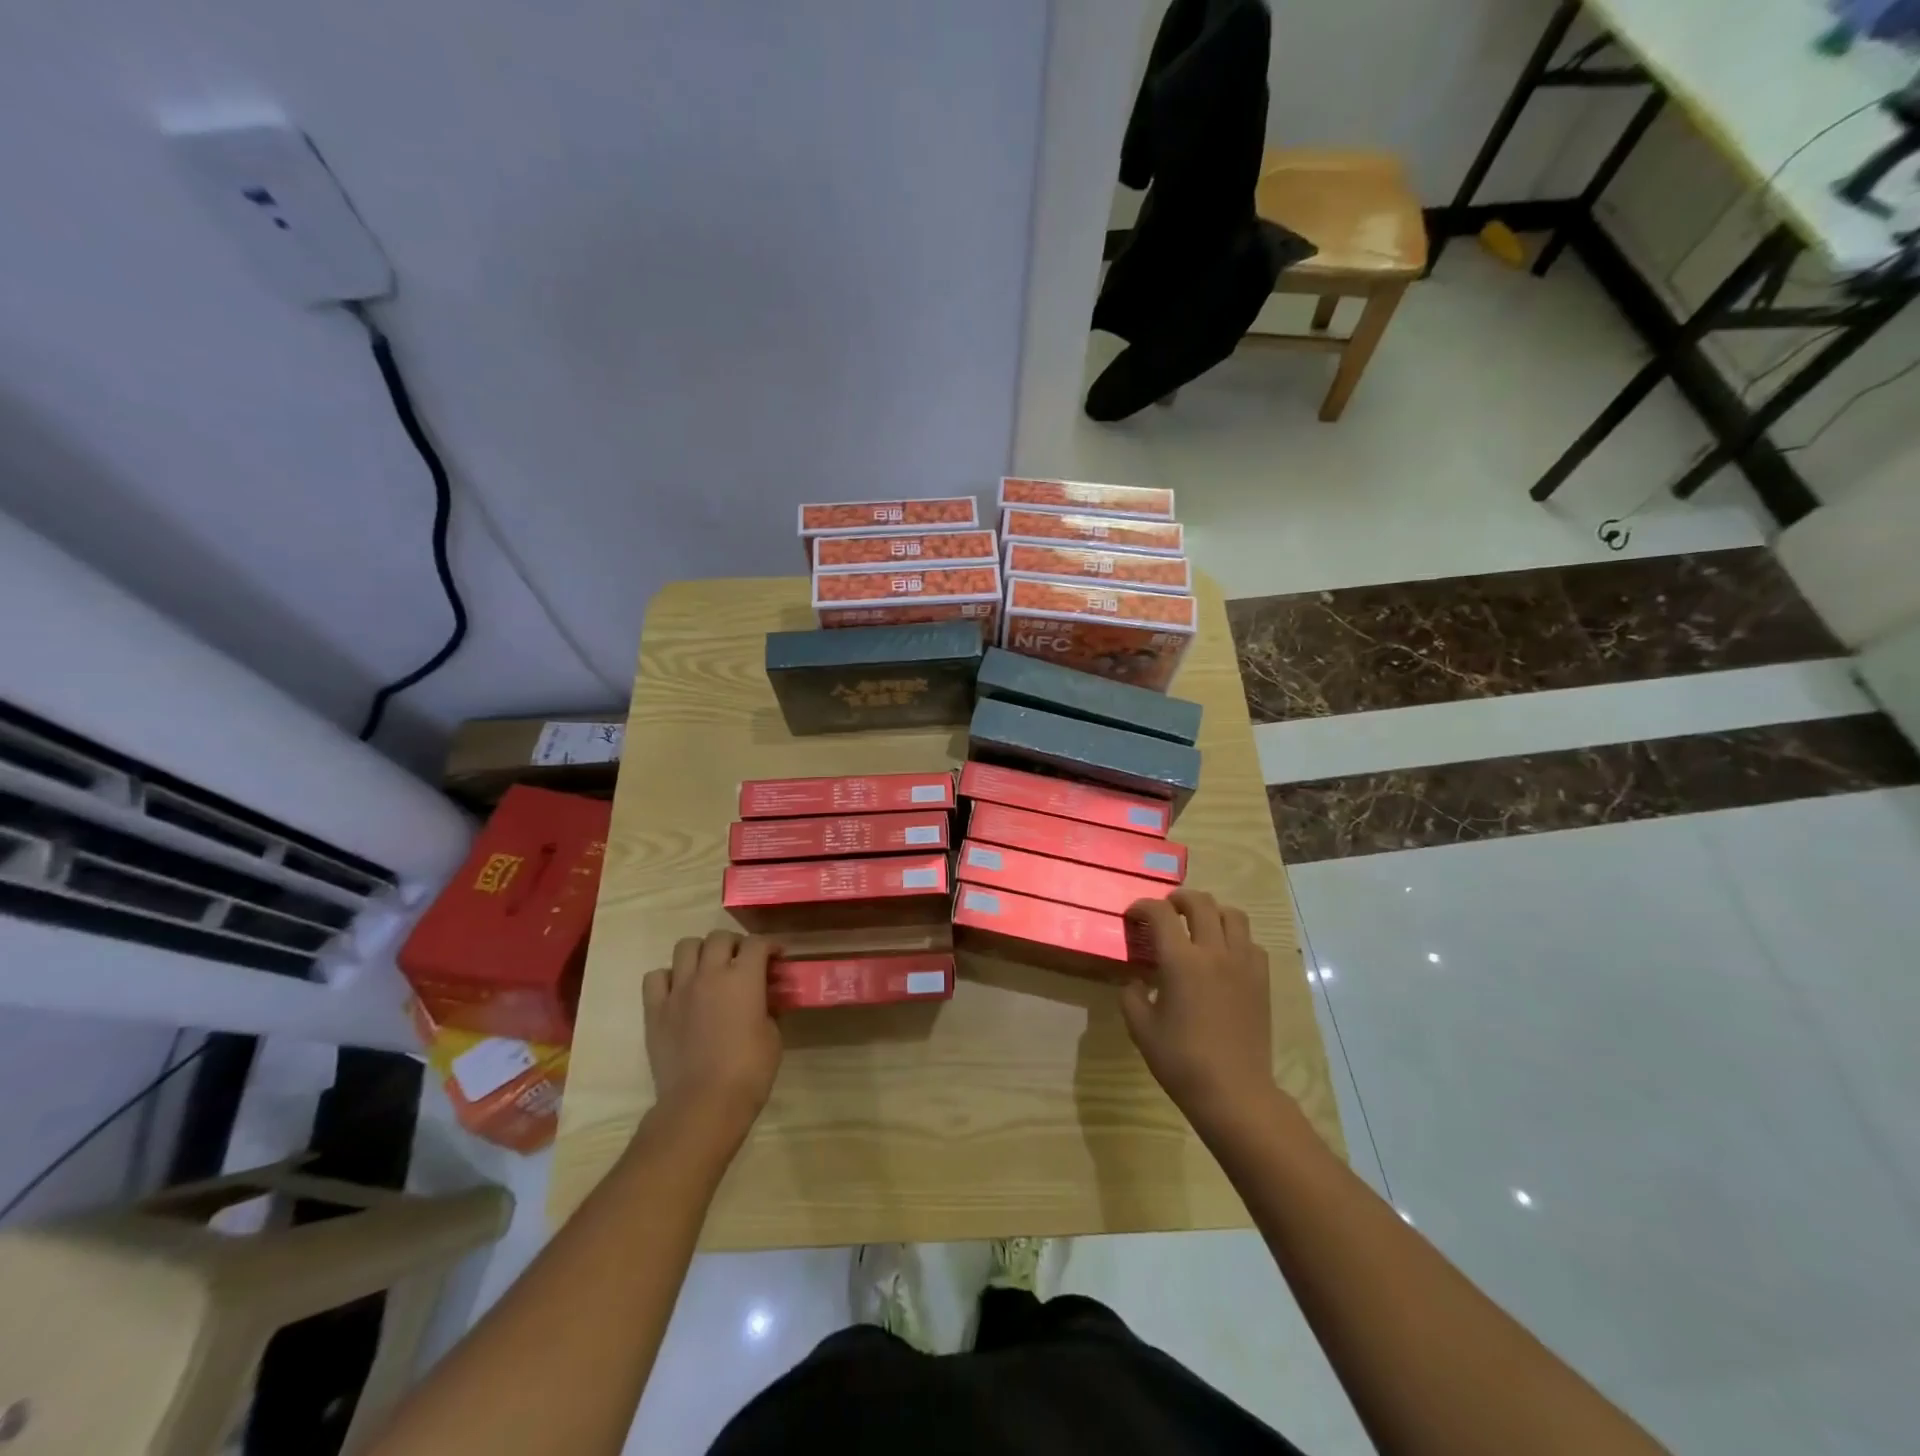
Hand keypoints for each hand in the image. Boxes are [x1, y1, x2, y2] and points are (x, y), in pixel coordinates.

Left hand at [643, 931, 781, 1145]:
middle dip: (734, 944)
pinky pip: (656, 977)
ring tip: (708, 969)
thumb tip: (763, 1000)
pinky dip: (668, 977)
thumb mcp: (773, 1036)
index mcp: (744, 977)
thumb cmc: (749, 1071)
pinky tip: (678, 991)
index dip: (769, 947)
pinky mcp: (655, 1010)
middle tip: (741, 962)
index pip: (757, 943)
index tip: (776, 959)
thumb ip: (767, 1009)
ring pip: (685, 947)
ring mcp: (678, 990)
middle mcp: (710, 973)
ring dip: (700, 952)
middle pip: (719, 937)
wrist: (703, 1104)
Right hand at [1121, 890, 1279, 1136]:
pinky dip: (1235, 937)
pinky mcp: (1261, 980)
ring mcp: (1243, 964)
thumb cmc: (1181, 1060)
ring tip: (1198, 924)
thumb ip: (1132, 994)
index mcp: (1181, 961)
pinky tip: (1224, 954)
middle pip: (1201, 903)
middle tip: (1166, 909)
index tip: (1133, 916)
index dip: (1142, 907)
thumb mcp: (1141, 1028)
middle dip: (1178, 898)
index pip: (1160, 913)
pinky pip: (1251, 943)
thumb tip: (1137, 980)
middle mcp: (1214, 952)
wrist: (1234, 1091)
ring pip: (1233, 915)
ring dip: (1212, 912)